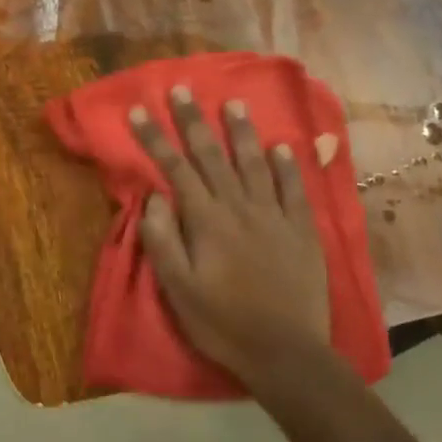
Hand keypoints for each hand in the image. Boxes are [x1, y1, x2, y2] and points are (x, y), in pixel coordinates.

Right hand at [130, 86, 332, 387]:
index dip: (154, 138)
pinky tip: (282, 147)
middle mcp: (240, 207)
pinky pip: (294, 189)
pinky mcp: (303, 231)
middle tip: (183, 89)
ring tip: (233, 103)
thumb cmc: (221, 322)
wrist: (285, 353)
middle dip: (194, 120)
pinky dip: (287, 165)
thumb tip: (154, 196)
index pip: (175, 168)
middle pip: (212, 156)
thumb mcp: (177, 288)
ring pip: (254, 163)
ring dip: (241, 132)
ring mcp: (275, 216)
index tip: (138, 110)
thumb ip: (162, 239)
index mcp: (206, 220)